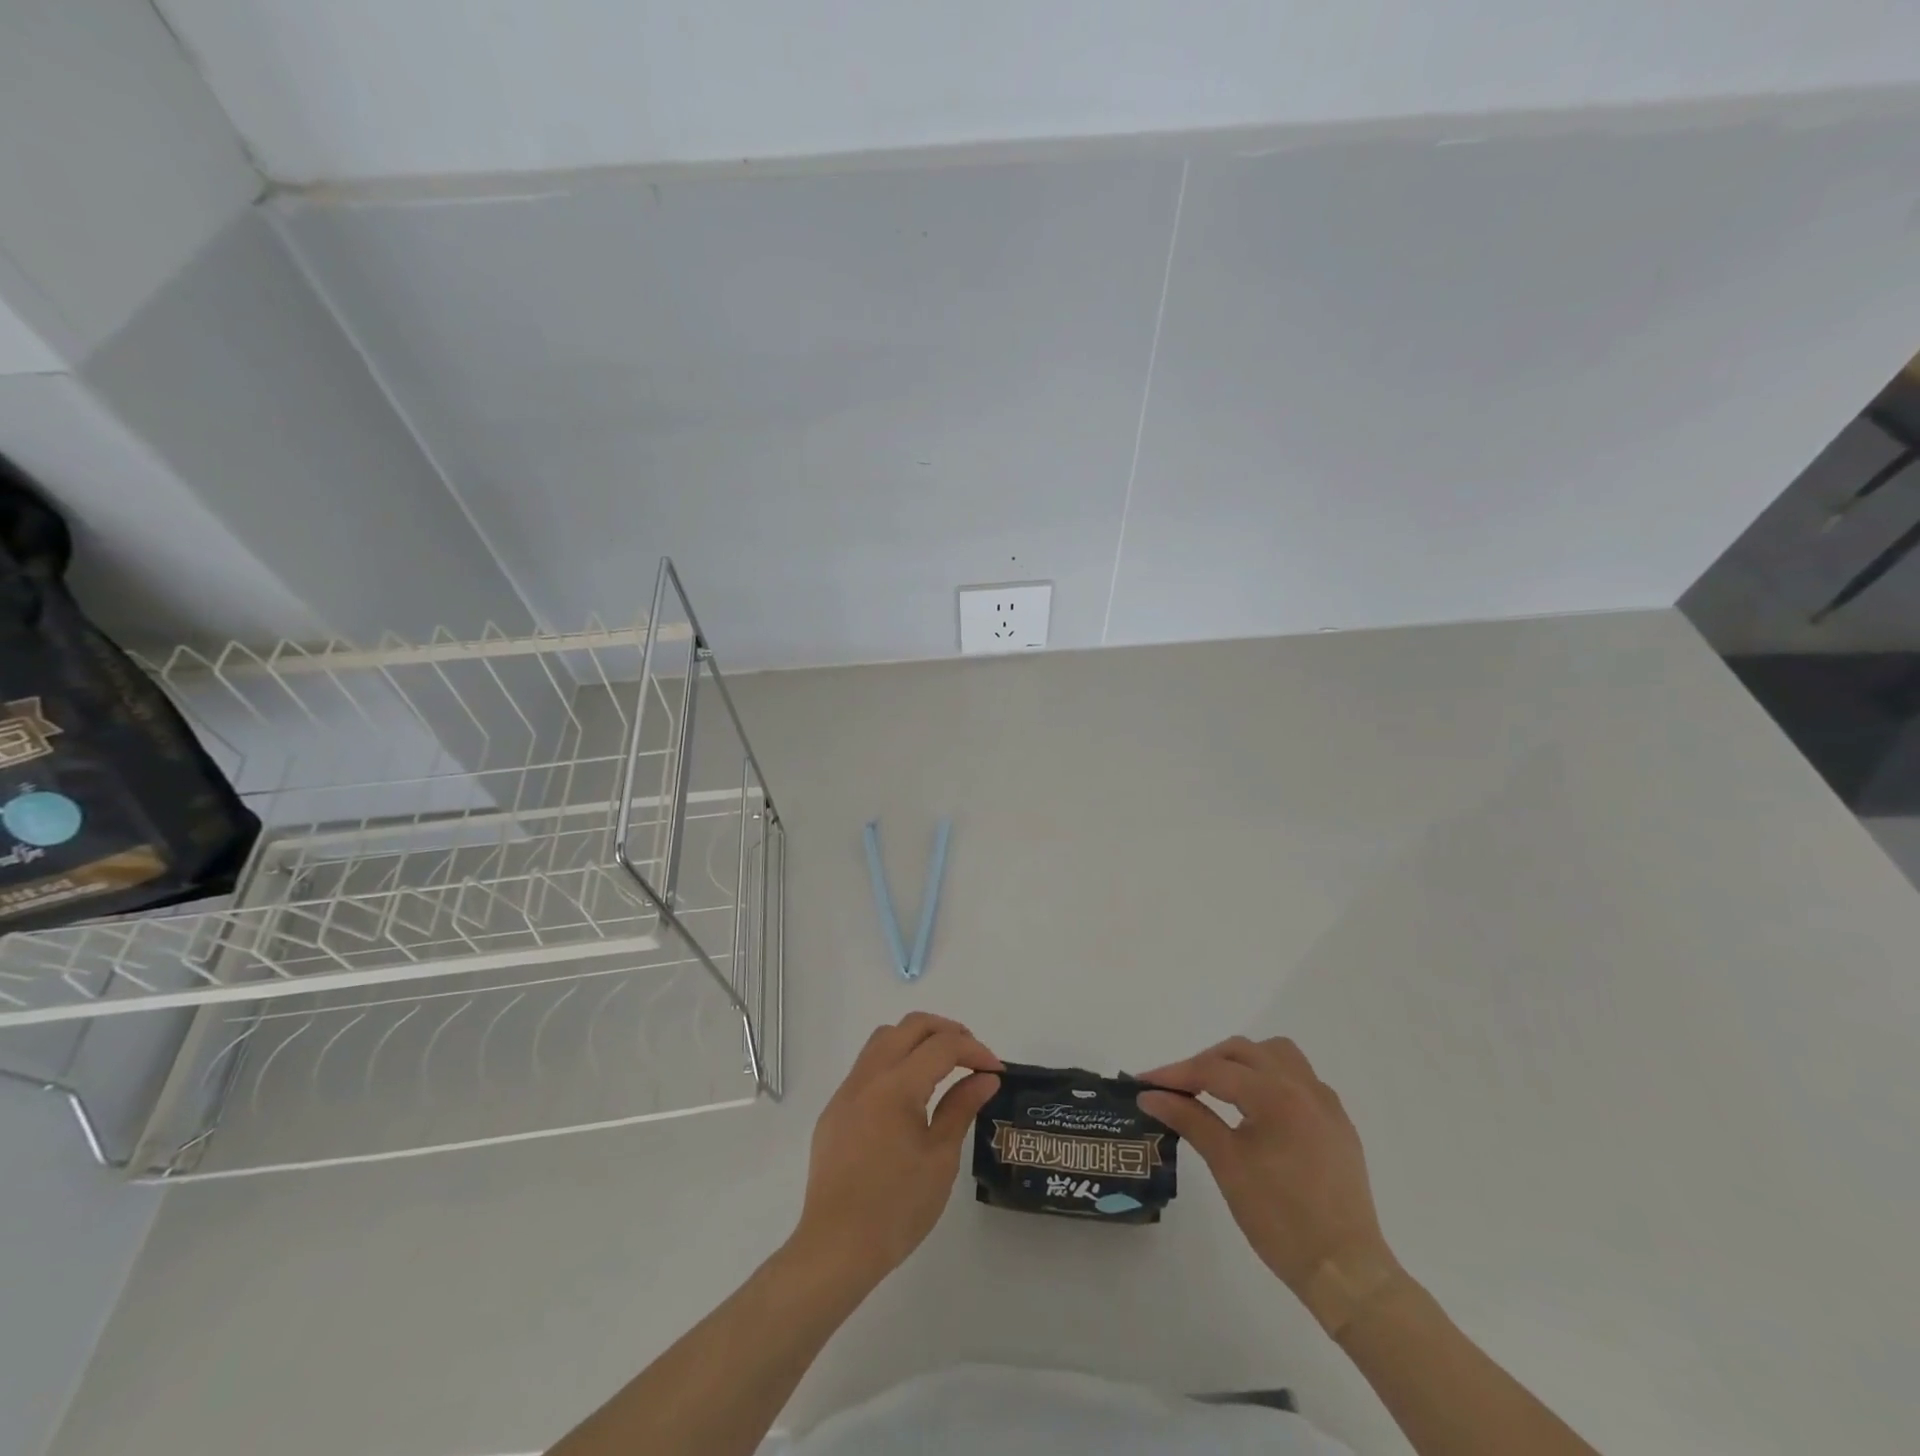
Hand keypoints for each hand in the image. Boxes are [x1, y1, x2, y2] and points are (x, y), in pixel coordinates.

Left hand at [790, 1012, 1001, 1287]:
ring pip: (884, 1038)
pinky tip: (910, 1093)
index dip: (975, 1050)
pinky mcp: (835, 1110)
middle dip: (947, 1031)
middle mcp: (868, 1076)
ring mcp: (846, 1091)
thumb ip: (961, 1108)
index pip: (942, 1045)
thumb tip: (985, 1078)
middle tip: (973, 1057)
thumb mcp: (940, 1159)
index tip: (997, 1071)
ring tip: (944, 1065)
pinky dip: (895, 1061)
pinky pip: (868, 1065)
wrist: (836, 1249)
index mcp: (896, 1086)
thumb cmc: (896, 1208)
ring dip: (918, 1039)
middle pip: (911, 1026)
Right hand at [1139, 1036, 1392, 1298]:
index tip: (1143, 1082)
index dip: (1174, 1074)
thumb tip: (1150, 1095)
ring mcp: (1325, 1103)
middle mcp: (1303, 1086)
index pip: (1214, 1070)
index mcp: (1276, 1095)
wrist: (1346, 1272)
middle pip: (1243, 1052)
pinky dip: (1269, 1079)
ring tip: (1217, 1088)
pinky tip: (1256, 1108)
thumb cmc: (1280, 1219)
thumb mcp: (1227, 1164)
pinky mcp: (1337, 1123)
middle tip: (1176, 1088)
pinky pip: (1299, 1078)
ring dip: (1242, 1062)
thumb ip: (1188, 1118)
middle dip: (1205, 1063)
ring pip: (1276, 1055)